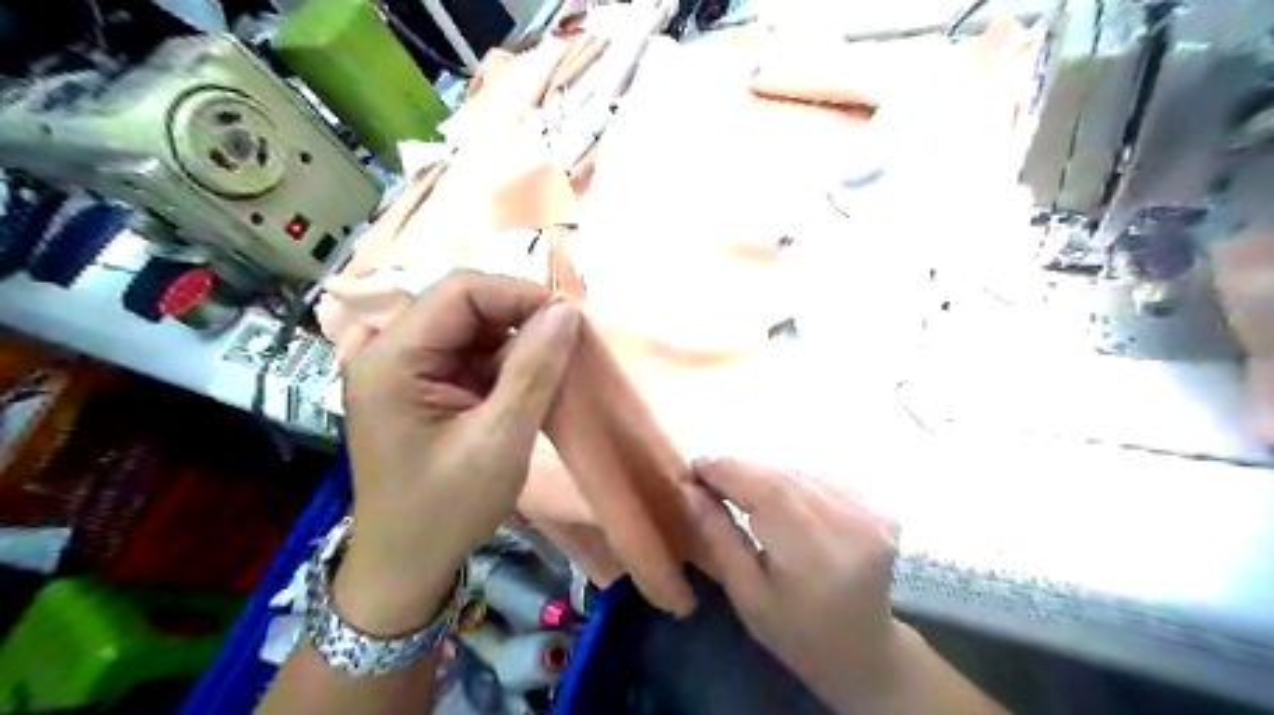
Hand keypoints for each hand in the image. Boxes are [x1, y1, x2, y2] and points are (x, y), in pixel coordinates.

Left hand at [335, 270, 581, 634]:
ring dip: (516, 344)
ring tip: (551, 372)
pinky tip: (526, 387)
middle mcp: (389, 351)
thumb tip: (567, 310)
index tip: (570, 322)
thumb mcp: (499, 440)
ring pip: (472, 328)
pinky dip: (504, 364)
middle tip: (567, 346)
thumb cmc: (446, 509)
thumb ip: (534, 369)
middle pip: (464, 305)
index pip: (461, 292)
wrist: (407, 564)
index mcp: (392, 358)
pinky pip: (469, 354)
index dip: (520, 295)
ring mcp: (403, 368)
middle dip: (520, 320)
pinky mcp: (420, 385)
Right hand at [692, 460, 911, 712]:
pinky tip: (779, 496)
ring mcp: (870, 511)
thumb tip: (689, 489)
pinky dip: (793, 479)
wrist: (865, 651)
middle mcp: (849, 522)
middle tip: (710, 476)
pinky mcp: (877, 506)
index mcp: (815, 552)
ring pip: (801, 471)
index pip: (764, 489)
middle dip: (742, 471)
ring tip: (740, 487)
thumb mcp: (746, 593)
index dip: (726, 471)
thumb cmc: (796, 632)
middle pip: (782, 476)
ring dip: (766, 474)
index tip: (694, 467)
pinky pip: (821, 477)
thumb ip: (718, 537)